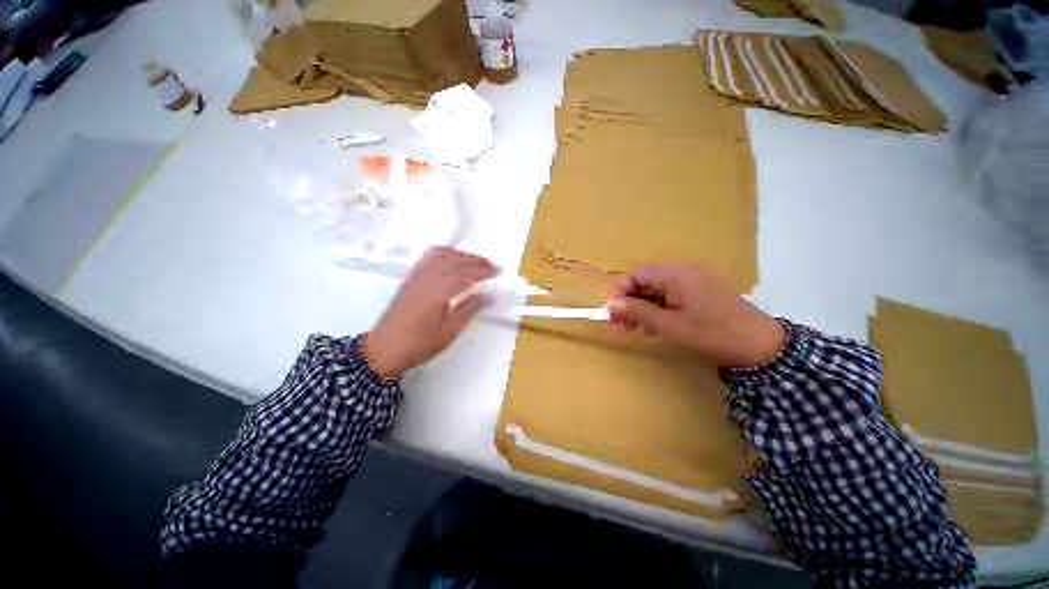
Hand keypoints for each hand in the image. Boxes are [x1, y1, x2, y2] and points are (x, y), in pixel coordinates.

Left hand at [364, 247, 496, 377]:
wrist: (385, 349)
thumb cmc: (420, 344)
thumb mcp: (450, 330)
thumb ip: (470, 309)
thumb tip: (489, 295)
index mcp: (438, 292)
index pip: (466, 275)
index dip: (484, 271)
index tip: (498, 271)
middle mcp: (427, 279)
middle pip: (454, 261)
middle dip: (475, 260)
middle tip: (492, 265)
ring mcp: (416, 277)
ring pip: (441, 256)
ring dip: (460, 255)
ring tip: (474, 260)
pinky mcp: (410, 279)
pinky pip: (427, 258)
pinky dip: (442, 253)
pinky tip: (449, 257)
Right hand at [606, 263, 785, 367]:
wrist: (761, 345)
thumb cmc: (712, 333)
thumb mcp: (670, 325)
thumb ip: (638, 312)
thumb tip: (610, 305)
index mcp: (675, 274)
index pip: (636, 274)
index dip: (621, 292)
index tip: (614, 313)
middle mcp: (681, 272)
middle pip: (645, 282)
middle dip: (629, 303)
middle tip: (620, 325)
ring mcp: (691, 282)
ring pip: (655, 291)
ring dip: (642, 308)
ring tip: (633, 330)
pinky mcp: (698, 294)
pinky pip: (669, 297)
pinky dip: (657, 310)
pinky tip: (652, 328)